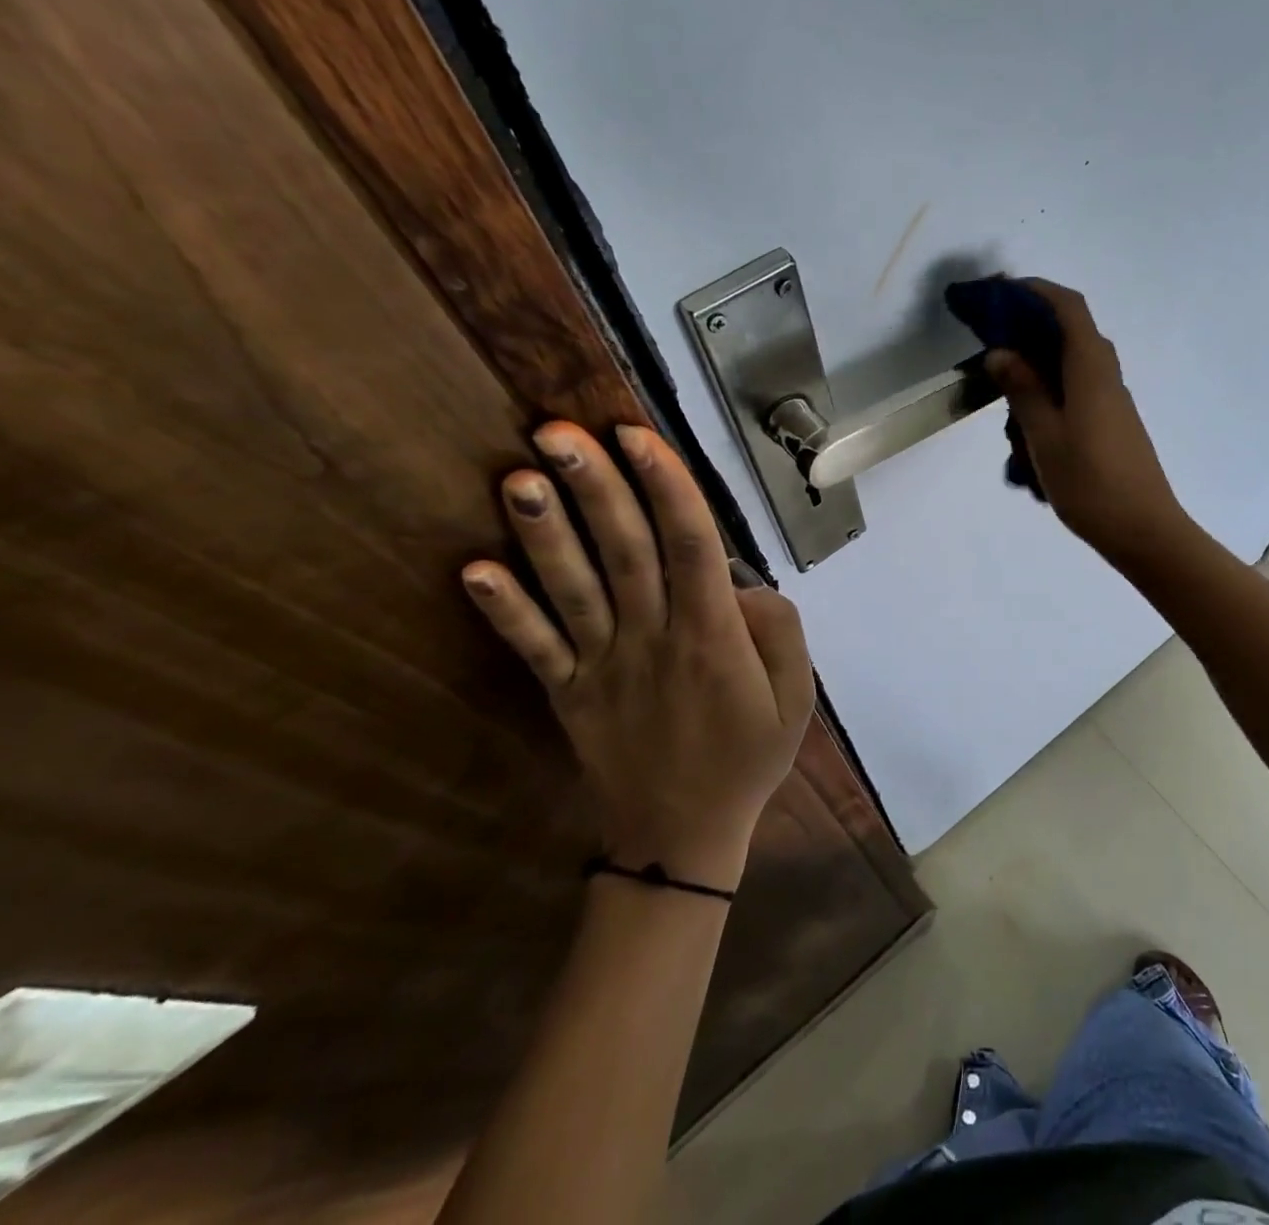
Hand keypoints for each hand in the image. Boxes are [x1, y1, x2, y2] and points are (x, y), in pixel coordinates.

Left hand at [460, 422, 813, 892]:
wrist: (682, 836)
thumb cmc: (747, 756)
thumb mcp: (796, 696)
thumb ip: (778, 628)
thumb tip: (739, 582)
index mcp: (711, 635)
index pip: (691, 544)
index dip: (665, 486)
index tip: (637, 435)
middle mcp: (652, 638)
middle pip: (625, 551)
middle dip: (595, 487)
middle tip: (559, 431)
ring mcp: (603, 666)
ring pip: (573, 589)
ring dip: (544, 534)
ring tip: (518, 478)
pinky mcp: (568, 694)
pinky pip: (534, 648)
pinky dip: (503, 611)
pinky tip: (471, 571)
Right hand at [984, 279, 1192, 566]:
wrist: (1143, 530)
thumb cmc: (1090, 483)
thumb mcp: (1045, 436)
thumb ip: (1023, 390)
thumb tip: (1001, 352)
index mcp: (1091, 369)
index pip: (1068, 308)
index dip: (1036, 291)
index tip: (1000, 293)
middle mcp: (1106, 375)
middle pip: (1070, 332)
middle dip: (1031, 327)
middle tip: (991, 341)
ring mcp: (1112, 400)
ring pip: (1071, 365)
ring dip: (1037, 366)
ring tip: (1003, 394)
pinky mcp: (1111, 423)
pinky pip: (1076, 391)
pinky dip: (1049, 393)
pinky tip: (1027, 427)